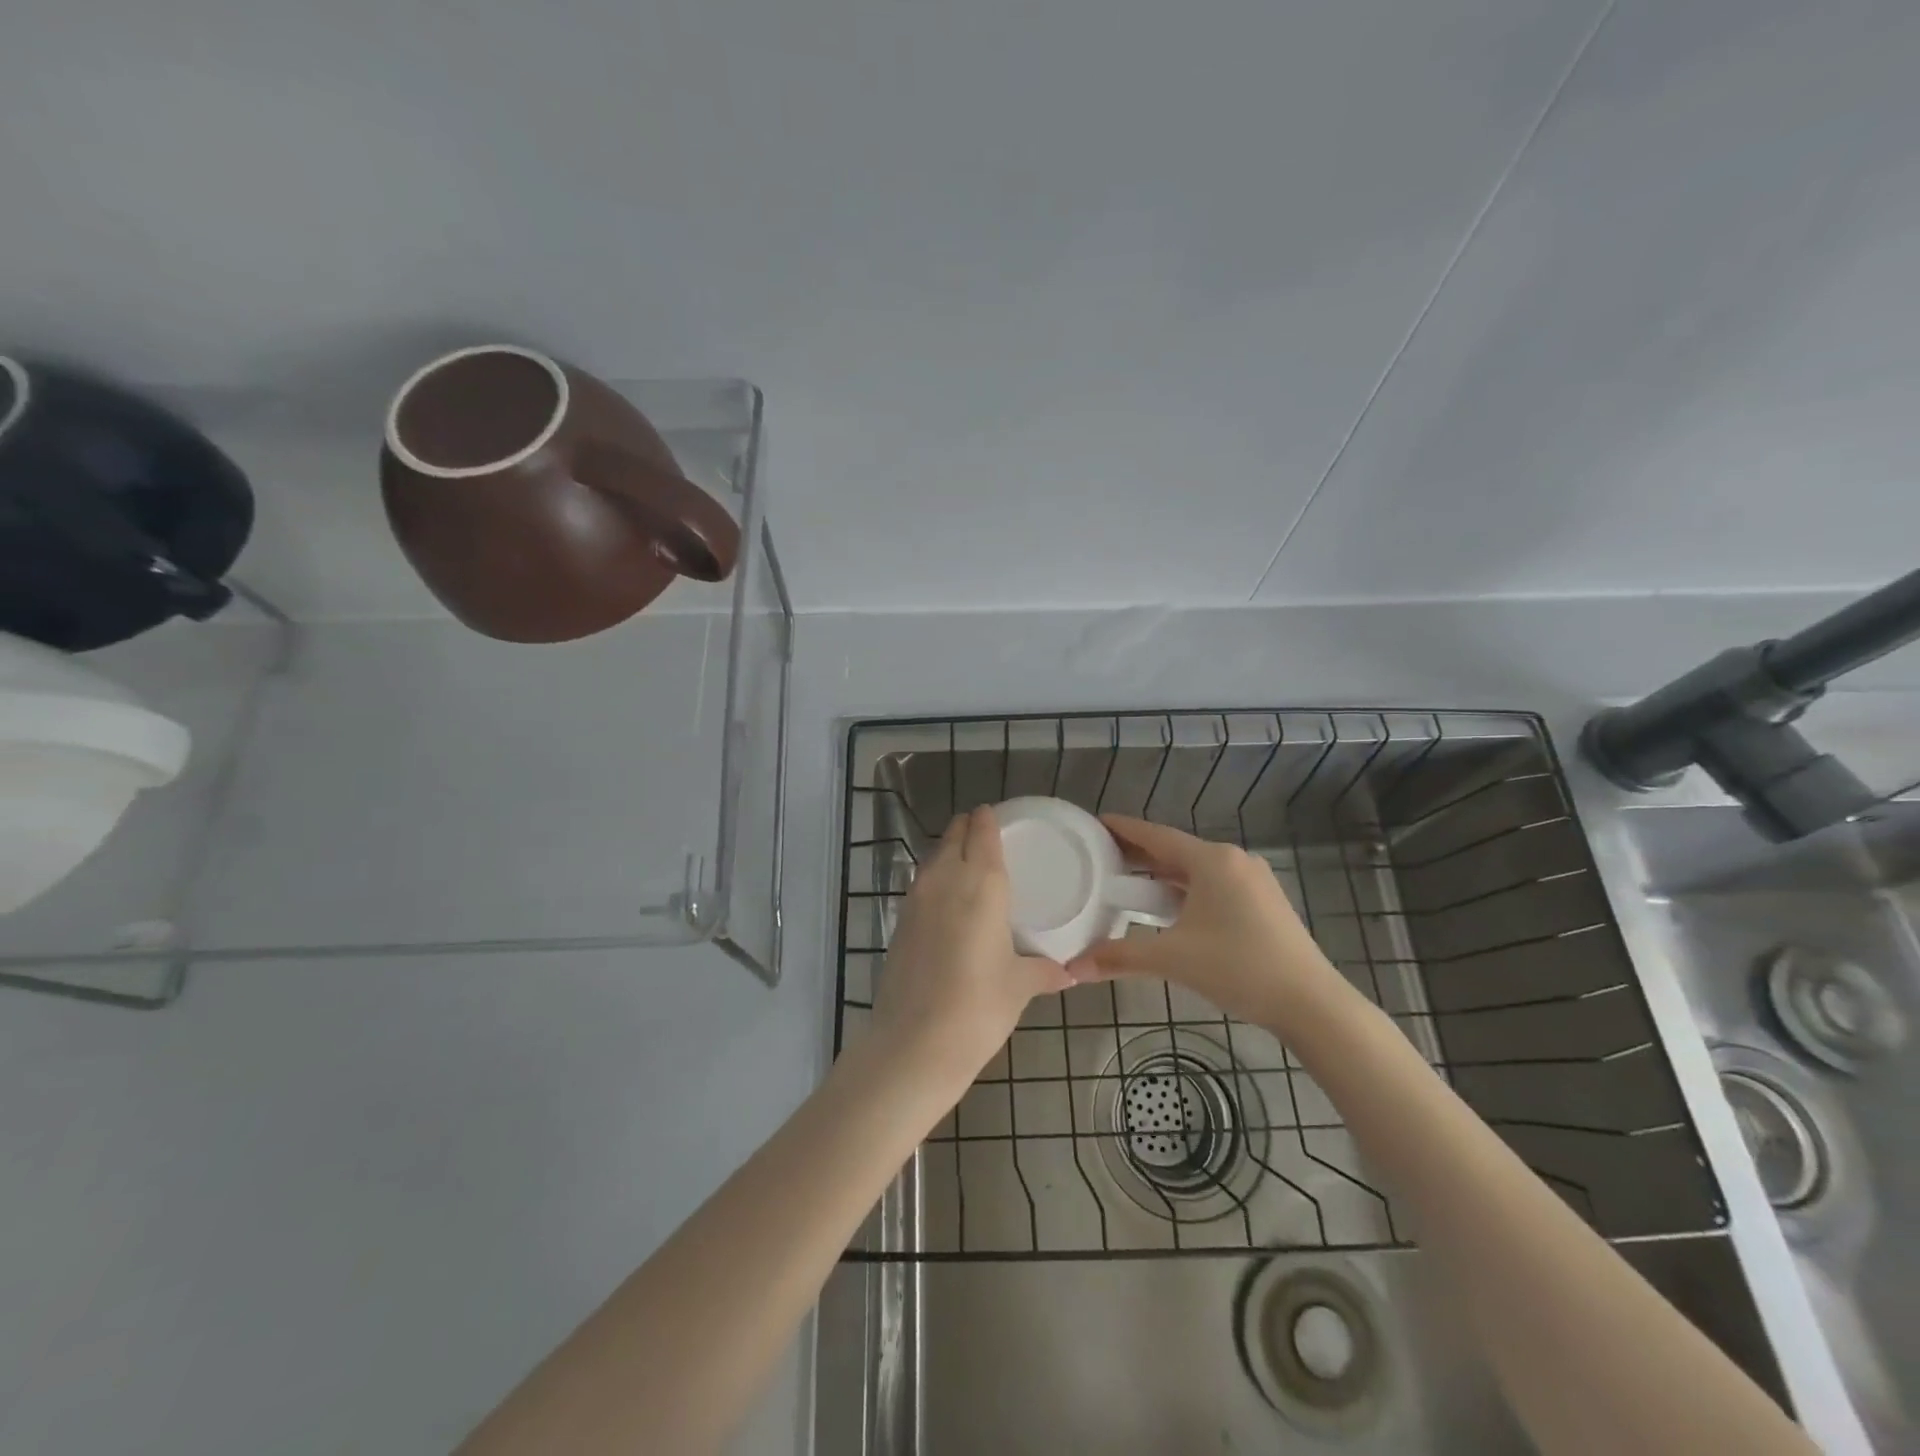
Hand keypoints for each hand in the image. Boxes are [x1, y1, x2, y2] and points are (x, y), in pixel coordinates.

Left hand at [872, 806, 1072, 1089]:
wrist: (913, 1043)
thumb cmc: (978, 1007)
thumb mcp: (1019, 986)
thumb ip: (1045, 971)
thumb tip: (1071, 972)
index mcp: (982, 884)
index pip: (982, 832)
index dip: (989, 819)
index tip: (997, 816)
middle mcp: (946, 879)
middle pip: (954, 835)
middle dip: (968, 829)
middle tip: (987, 837)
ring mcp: (916, 898)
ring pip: (933, 856)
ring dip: (949, 851)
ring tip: (968, 865)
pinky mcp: (899, 920)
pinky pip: (920, 883)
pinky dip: (934, 879)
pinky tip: (947, 902)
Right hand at [1065, 816, 1349, 1031]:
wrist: (1311, 1004)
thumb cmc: (1239, 968)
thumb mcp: (1173, 959)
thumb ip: (1119, 957)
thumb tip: (1073, 968)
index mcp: (1211, 860)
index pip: (1155, 835)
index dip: (1122, 829)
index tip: (1094, 823)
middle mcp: (1233, 860)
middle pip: (1175, 850)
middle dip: (1138, 854)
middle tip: (1101, 857)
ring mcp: (1253, 880)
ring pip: (1196, 869)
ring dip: (1162, 874)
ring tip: (1128, 883)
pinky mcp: (1264, 902)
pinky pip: (1213, 884)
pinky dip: (1185, 889)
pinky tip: (1169, 907)